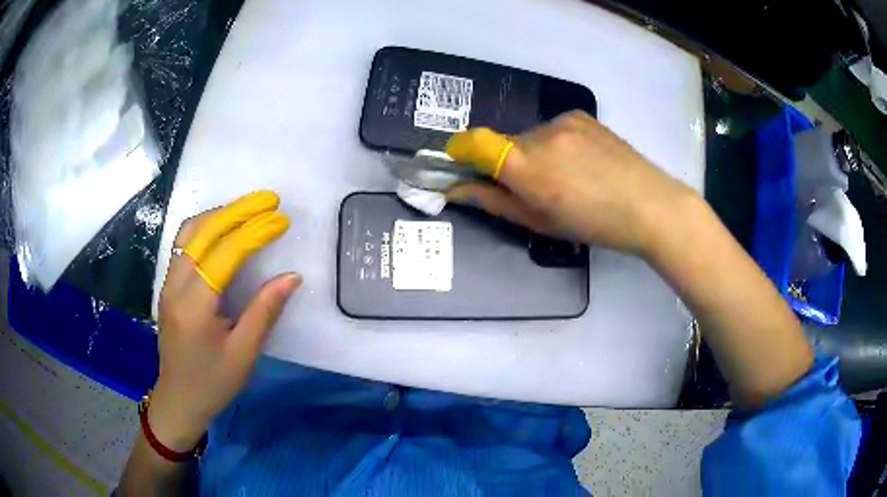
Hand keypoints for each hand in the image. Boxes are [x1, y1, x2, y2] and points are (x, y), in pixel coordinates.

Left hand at [149, 191, 299, 450]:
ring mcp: (167, 284)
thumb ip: (264, 311)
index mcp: (194, 307)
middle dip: (236, 211)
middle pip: (202, 233)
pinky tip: (224, 227)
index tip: (281, 219)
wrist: (178, 399)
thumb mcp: (243, 354)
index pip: (224, 255)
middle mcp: (175, 287)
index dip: (254, 233)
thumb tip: (291, 277)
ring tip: (248, 207)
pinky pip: (185, 244)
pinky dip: (206, 227)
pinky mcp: (168, 286)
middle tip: (268, 200)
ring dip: (219, 214)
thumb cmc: (212, 383)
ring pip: (189, 233)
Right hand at [446, 111, 695, 254]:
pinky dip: (555, 144)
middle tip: (534, 188)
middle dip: (508, 163)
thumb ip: (494, 202)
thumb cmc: (593, 223)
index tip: (460, 166)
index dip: (459, 151)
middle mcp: (540, 134)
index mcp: (527, 166)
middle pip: (505, 143)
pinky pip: (553, 129)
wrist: (648, 204)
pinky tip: (581, 162)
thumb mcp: (540, 222)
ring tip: (567, 177)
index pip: (474, 142)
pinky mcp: (581, 115)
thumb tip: (456, 190)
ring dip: (535, 154)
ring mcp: (563, 121)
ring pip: (530, 137)